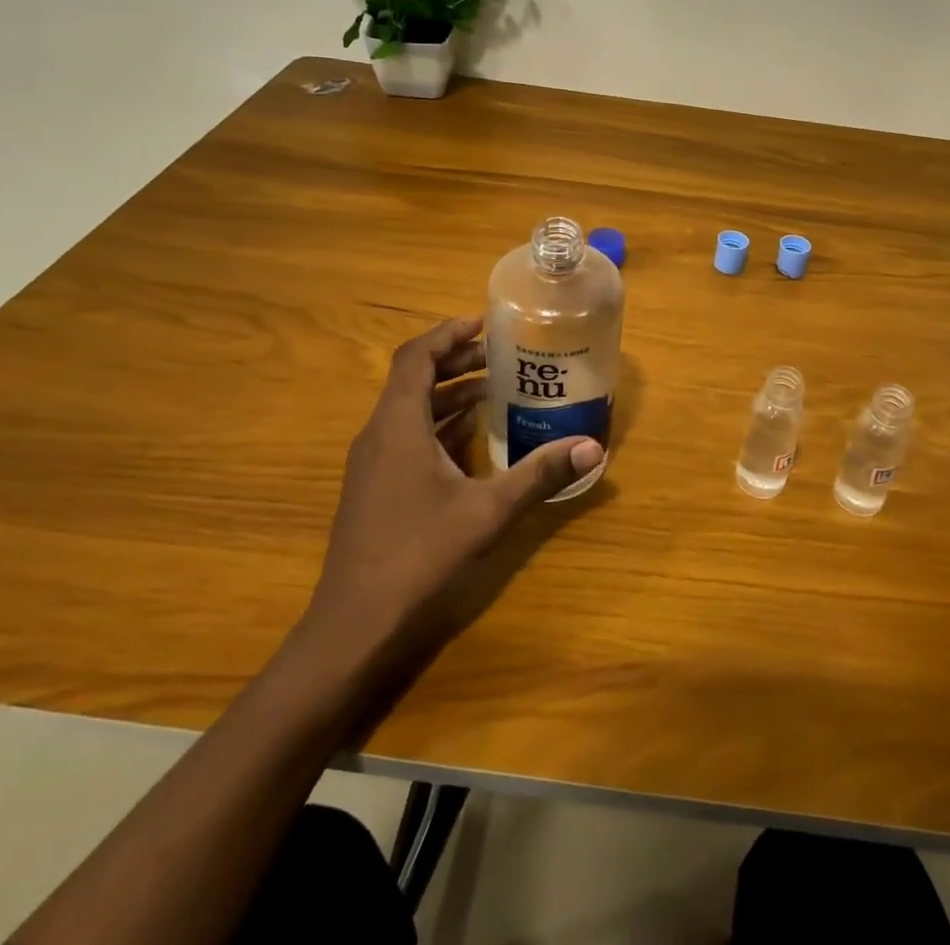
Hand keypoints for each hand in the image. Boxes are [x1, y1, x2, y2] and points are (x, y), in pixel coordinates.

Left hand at [305, 315, 604, 653]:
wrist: (354, 628)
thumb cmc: (418, 556)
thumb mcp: (488, 512)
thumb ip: (540, 474)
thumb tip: (595, 448)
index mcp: (397, 426)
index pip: (416, 357)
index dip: (448, 333)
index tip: (484, 322)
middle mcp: (379, 436)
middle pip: (414, 380)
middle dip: (455, 361)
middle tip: (499, 355)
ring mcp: (373, 465)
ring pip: (409, 411)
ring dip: (449, 395)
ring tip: (494, 390)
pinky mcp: (375, 490)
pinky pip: (407, 438)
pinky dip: (439, 426)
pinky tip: (472, 441)